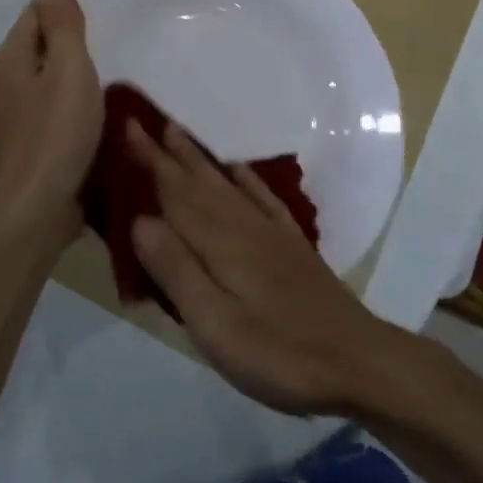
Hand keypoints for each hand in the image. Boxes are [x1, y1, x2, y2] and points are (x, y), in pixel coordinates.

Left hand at [0, 0, 101, 245]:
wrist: (36, 209)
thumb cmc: (57, 133)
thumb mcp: (69, 70)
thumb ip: (62, 25)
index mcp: (10, 59)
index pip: (35, 14)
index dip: (65, 10)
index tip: (101, 16)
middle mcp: (3, 84)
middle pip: (38, 47)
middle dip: (69, 43)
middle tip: (112, 44)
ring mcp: (10, 119)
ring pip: (43, 82)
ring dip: (69, 77)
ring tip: (108, 78)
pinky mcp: (24, 147)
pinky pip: (48, 112)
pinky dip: (68, 106)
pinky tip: (91, 117)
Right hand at [127, 120, 402, 415]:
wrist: (356, 360)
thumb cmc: (278, 352)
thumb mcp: (215, 325)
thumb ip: (177, 271)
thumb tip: (139, 220)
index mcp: (219, 243)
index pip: (174, 193)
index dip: (149, 162)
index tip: (126, 126)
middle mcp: (243, 226)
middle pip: (198, 182)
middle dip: (167, 153)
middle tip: (142, 122)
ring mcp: (271, 233)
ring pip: (226, 184)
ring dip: (199, 159)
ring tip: (178, 134)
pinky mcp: (292, 246)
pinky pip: (263, 198)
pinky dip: (246, 180)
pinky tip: (237, 170)